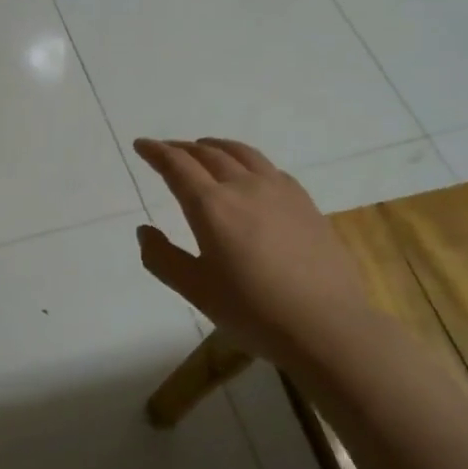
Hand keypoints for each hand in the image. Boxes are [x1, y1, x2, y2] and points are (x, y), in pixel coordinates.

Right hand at [134, 137, 367, 367]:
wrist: (325, 324)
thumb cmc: (253, 311)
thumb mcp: (195, 290)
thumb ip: (162, 258)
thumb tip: (144, 230)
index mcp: (212, 207)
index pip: (177, 166)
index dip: (156, 152)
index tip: (141, 144)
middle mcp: (244, 187)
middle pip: (208, 154)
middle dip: (182, 148)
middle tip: (167, 150)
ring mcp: (279, 191)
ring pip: (242, 154)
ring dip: (216, 146)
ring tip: (204, 147)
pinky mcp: (304, 202)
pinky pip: (268, 167)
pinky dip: (246, 160)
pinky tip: (249, 174)